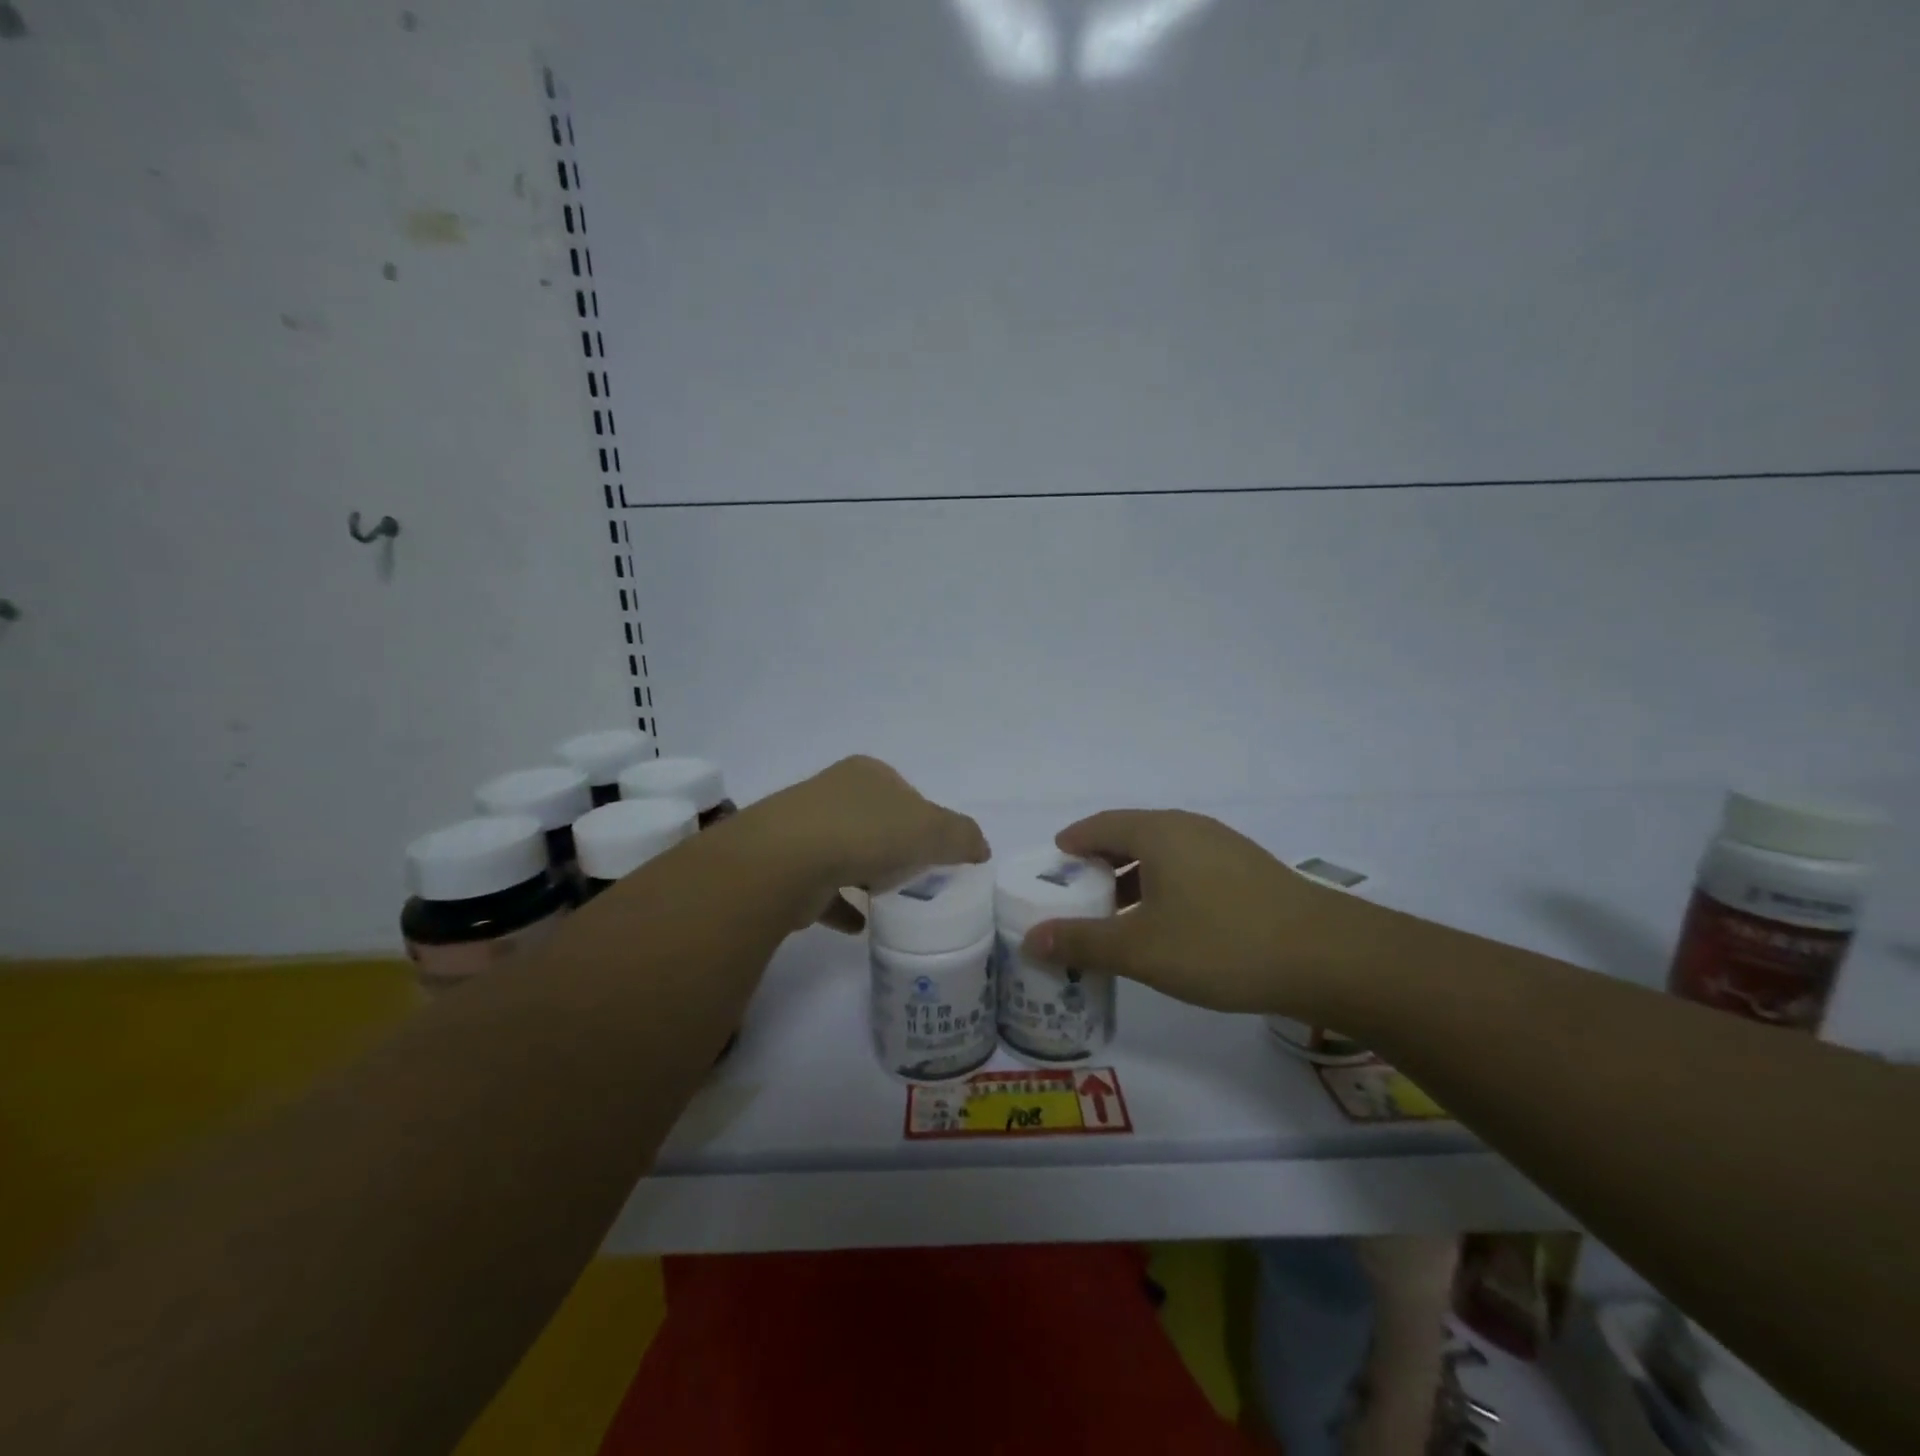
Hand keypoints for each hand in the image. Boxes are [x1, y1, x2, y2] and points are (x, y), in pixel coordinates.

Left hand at [751, 756, 989, 933]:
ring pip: (848, 852)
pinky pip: (824, 888)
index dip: (927, 821)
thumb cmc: (867, 832)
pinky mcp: (788, 867)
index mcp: (868, 774)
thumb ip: (962, 835)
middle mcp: (834, 793)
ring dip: (868, 875)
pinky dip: (843, 905)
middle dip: (897, 848)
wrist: (786, 861)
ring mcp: (805, 829)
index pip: (907, 794)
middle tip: (919, 879)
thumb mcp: (931, 829)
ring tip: (891, 902)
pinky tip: (862, 926)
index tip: (940, 853)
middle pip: (877, 822)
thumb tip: (980, 848)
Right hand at [1022, 809, 1368, 1014]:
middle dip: (1100, 861)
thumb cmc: (1221, 944)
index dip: (1073, 840)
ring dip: (1134, 877)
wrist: (1329, 958)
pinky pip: (1190, 868)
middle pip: (1132, 835)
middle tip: (1078, 892)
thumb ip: (1083, 942)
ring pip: (1164, 854)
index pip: (1101, 824)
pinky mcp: (1250, 872)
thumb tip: (1031, 939)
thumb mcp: (1141, 949)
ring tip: (1118, 912)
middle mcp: (1190, 829)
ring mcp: (1225, 848)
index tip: (1054, 860)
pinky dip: (1165, 886)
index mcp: (1159, 833)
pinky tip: (1169, 922)